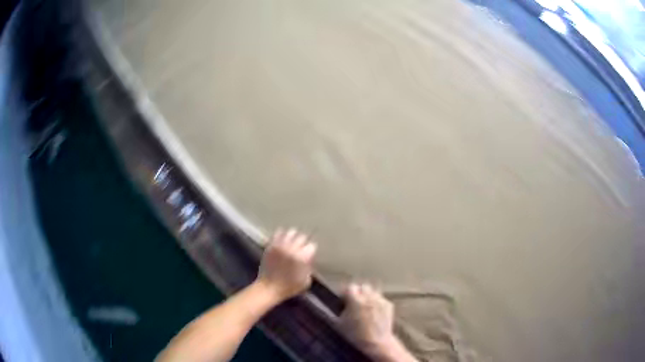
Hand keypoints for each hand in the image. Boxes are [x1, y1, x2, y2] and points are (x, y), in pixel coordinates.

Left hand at [256, 228, 316, 302]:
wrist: (269, 287)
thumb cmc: (289, 287)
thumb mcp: (306, 281)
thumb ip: (309, 268)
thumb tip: (308, 259)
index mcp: (302, 257)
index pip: (312, 245)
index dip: (311, 250)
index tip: (309, 254)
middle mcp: (292, 248)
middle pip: (302, 237)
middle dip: (303, 242)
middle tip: (302, 248)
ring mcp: (280, 245)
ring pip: (291, 232)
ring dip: (293, 236)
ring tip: (292, 242)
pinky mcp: (271, 245)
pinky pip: (278, 233)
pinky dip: (282, 235)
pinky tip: (283, 240)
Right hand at [339, 283, 400, 358]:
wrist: (376, 342)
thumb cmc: (355, 335)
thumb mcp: (340, 323)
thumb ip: (340, 309)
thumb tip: (342, 303)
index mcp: (355, 300)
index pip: (350, 287)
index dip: (346, 293)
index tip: (343, 299)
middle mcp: (369, 297)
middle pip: (363, 287)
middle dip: (358, 292)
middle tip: (354, 302)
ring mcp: (380, 300)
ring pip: (373, 292)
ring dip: (368, 296)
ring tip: (365, 307)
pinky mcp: (389, 305)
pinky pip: (381, 299)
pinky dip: (376, 303)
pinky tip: (374, 312)